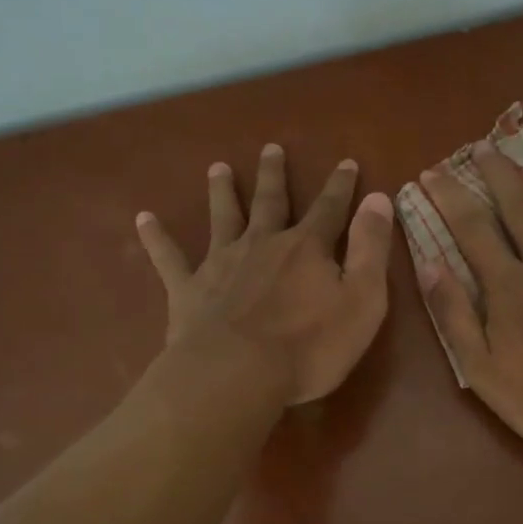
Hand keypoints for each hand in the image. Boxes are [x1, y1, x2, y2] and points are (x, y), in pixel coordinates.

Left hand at [136, 143, 394, 405]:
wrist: (236, 375)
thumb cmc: (309, 346)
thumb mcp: (362, 300)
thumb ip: (371, 248)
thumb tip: (379, 198)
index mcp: (306, 248)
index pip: (330, 208)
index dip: (341, 186)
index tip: (346, 162)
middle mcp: (262, 244)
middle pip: (270, 202)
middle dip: (274, 176)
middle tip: (271, 148)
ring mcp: (221, 264)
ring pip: (222, 218)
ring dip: (221, 192)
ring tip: (218, 168)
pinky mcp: (188, 290)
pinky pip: (169, 258)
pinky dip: (156, 238)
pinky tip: (143, 218)